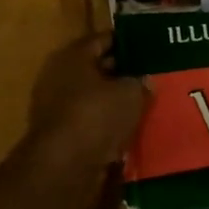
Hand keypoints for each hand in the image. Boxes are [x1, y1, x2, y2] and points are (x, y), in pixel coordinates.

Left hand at [24, 34, 146, 170]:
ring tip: (146, 104)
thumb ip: (141, 82)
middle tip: (153, 77)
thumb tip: (146, 80)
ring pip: (94, 98)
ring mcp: (55, 107)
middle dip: (124, 73)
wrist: (63, 168)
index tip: (151, 47)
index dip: (128, 42)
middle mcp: (58, 76)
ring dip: (116, 103)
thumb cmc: (95, 116)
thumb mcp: (130, 93)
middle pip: (97, 69)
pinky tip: (130, 130)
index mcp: (72, 55)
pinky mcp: (60, 136)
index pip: (104, 39)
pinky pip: (90, 123)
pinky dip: (107, 126)